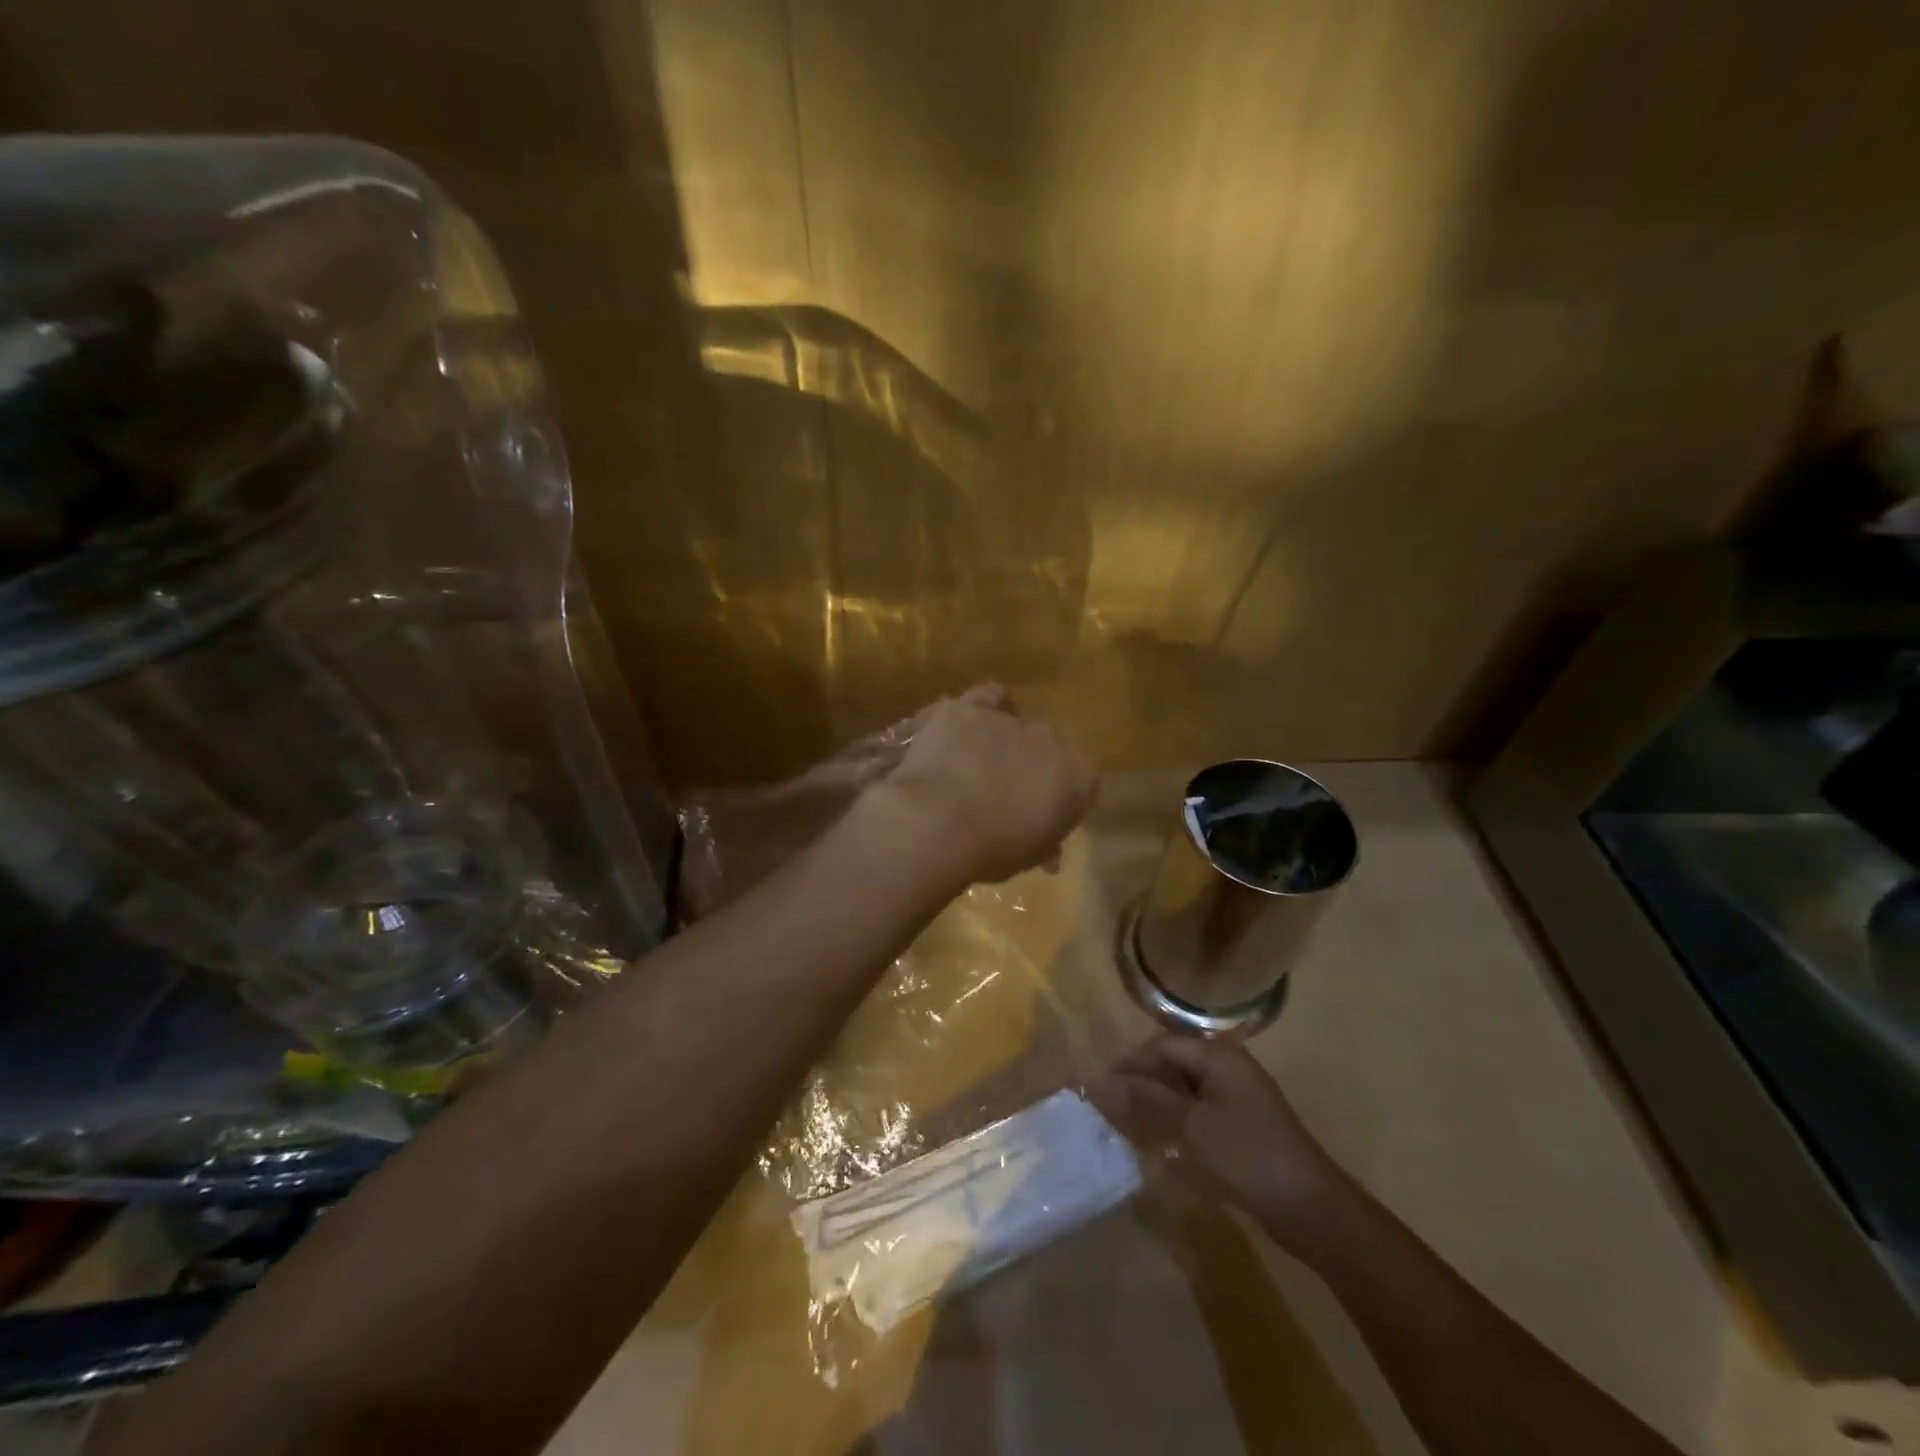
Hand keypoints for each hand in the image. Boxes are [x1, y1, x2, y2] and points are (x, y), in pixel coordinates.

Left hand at [873, 683, 1096, 885]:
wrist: (940, 823)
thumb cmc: (992, 851)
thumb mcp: (1029, 857)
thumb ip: (1044, 843)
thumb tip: (1048, 852)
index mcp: (1078, 777)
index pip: (1080, 782)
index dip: (1058, 798)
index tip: (1038, 817)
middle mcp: (1051, 740)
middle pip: (1045, 748)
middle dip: (1028, 766)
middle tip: (1000, 793)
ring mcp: (1010, 720)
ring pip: (1013, 722)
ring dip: (1001, 738)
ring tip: (977, 761)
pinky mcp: (969, 708)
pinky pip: (984, 698)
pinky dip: (978, 709)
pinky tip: (965, 724)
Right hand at [1096, 1034, 1348, 1248]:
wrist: (1312, 1209)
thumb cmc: (1248, 1156)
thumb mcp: (1191, 1125)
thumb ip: (1147, 1099)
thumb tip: (1100, 1081)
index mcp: (1219, 1056)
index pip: (1162, 1045)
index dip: (1130, 1062)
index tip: (1100, 1087)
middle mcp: (1229, 1066)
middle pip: (1174, 1061)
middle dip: (1141, 1080)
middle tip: (1111, 1105)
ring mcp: (1238, 1096)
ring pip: (1185, 1086)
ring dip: (1157, 1100)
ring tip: (1128, 1122)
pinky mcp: (1243, 1124)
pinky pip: (1199, 1108)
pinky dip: (1176, 1117)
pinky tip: (1161, 1137)